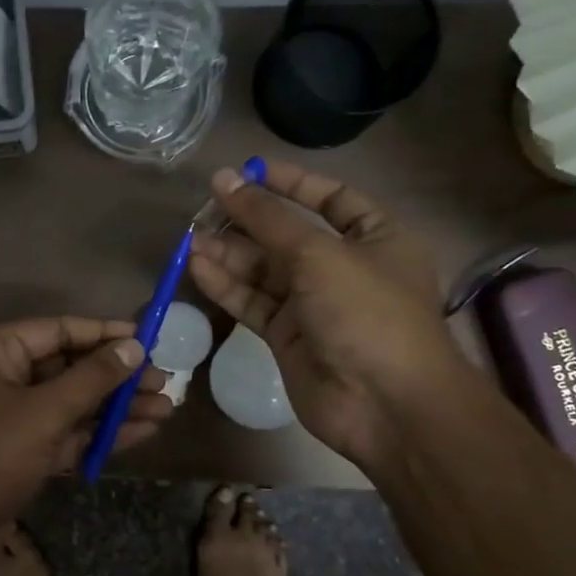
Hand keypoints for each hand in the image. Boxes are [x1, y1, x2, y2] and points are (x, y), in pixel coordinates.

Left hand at [0, 317, 171, 544]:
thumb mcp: (43, 413)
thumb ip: (91, 378)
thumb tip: (133, 346)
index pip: (56, 330)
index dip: (103, 333)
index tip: (148, 338)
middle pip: (67, 366)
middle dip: (116, 376)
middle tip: (166, 381)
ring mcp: (10, 418)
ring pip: (70, 403)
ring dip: (115, 407)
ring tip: (166, 408)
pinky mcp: (20, 453)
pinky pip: (65, 433)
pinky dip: (98, 434)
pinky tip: (142, 432)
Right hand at [187, 160, 463, 468]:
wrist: (385, 404)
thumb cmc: (367, 313)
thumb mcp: (318, 254)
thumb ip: (267, 218)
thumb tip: (225, 179)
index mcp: (376, 237)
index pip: (331, 198)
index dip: (290, 183)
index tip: (246, 171)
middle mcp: (345, 267)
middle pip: (288, 235)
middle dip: (248, 221)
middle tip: (203, 208)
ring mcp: (314, 304)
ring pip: (264, 270)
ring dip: (229, 254)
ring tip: (190, 239)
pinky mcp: (288, 336)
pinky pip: (253, 302)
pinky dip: (227, 286)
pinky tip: (197, 267)